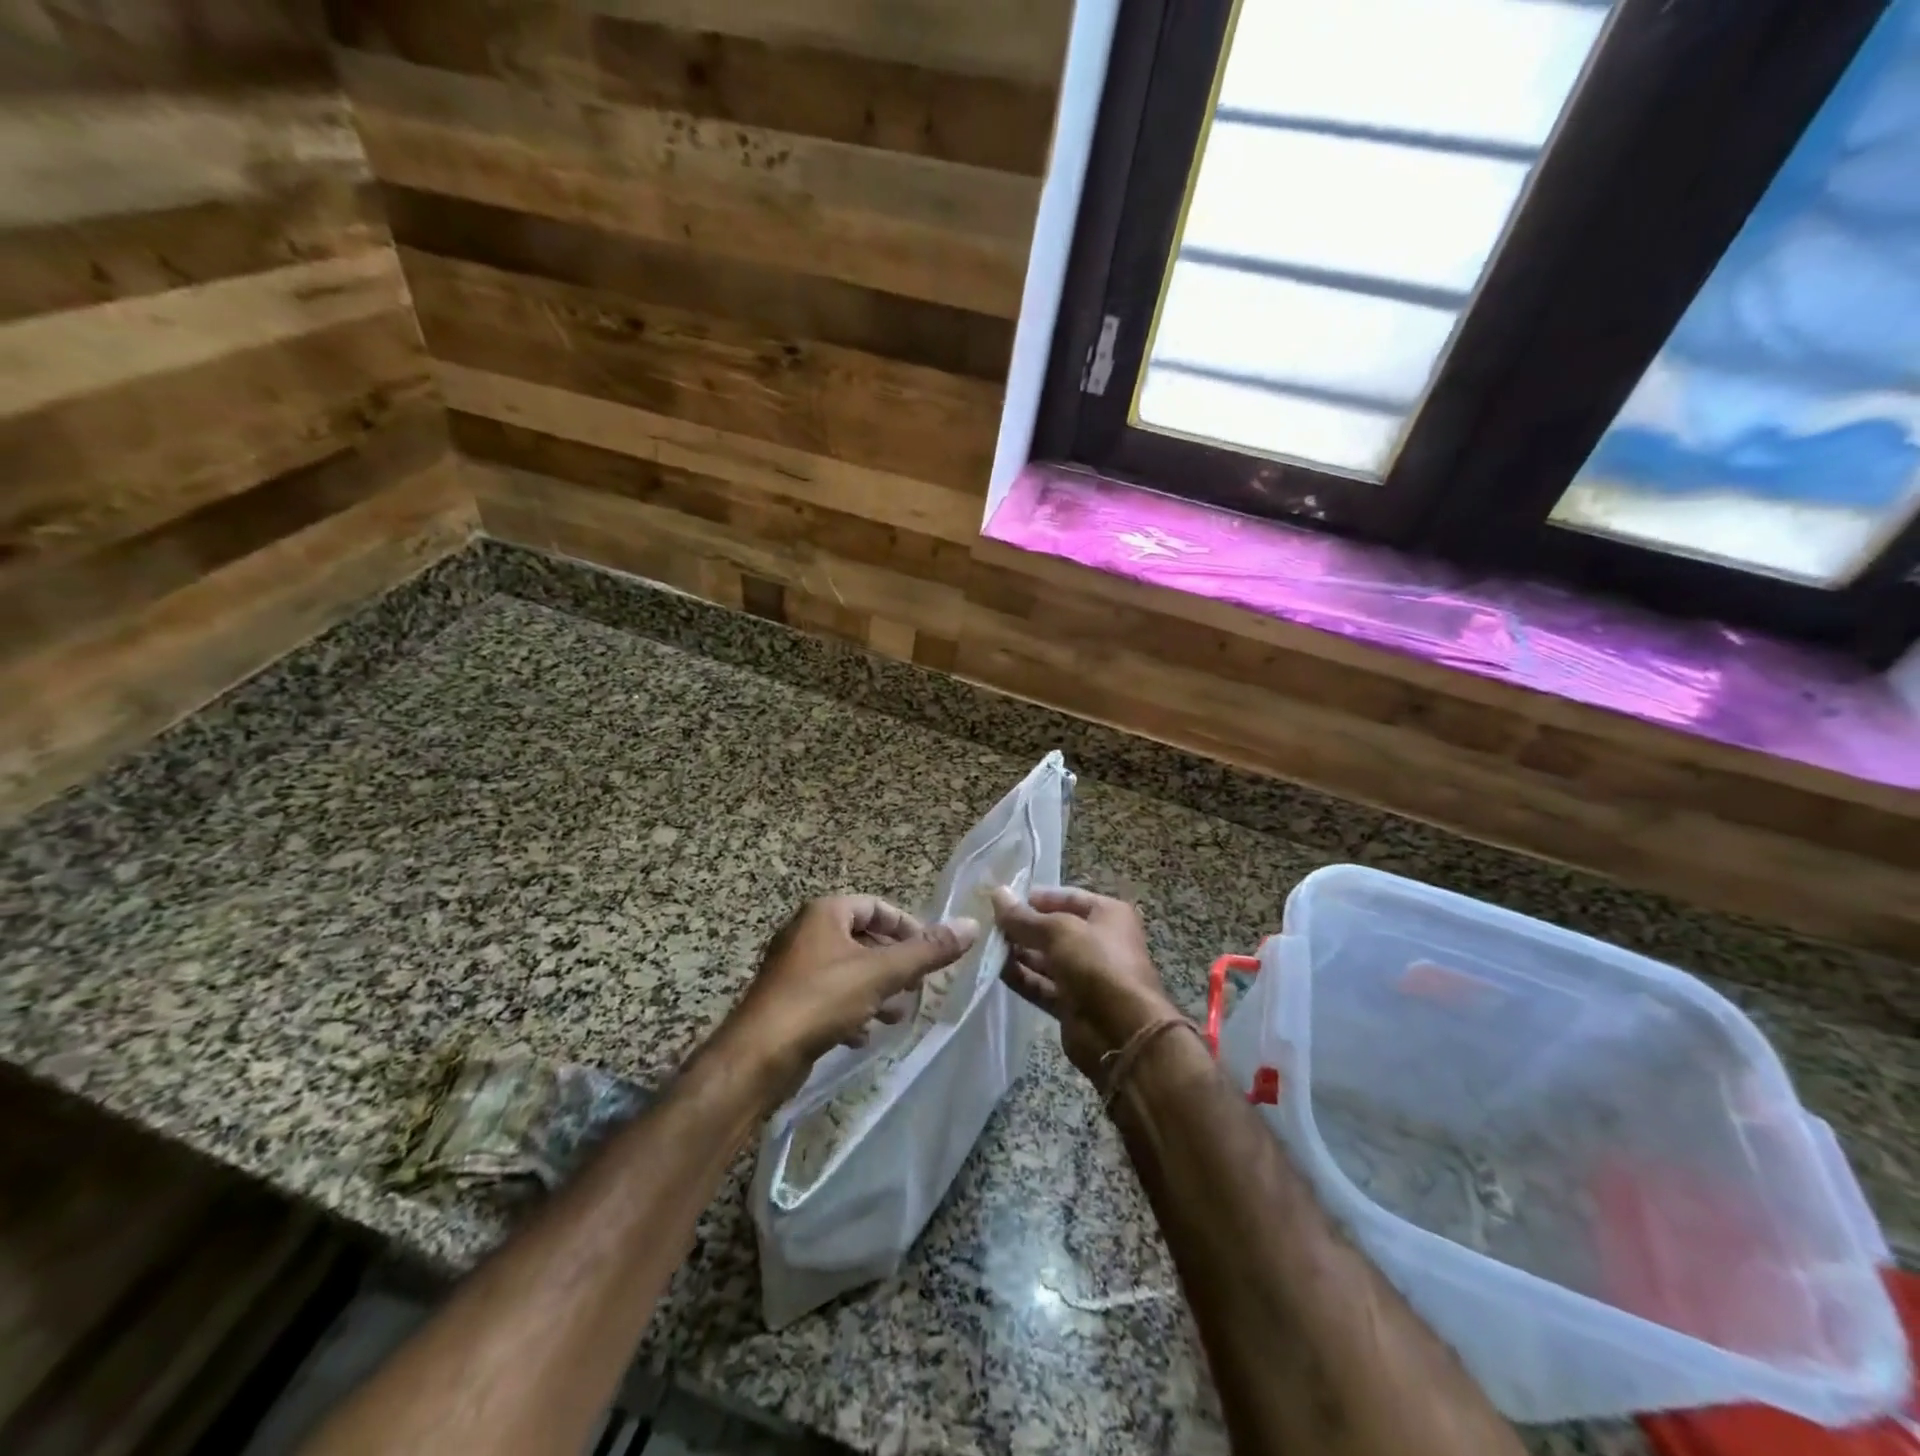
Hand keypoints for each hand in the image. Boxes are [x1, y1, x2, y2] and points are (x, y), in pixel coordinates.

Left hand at [723, 895, 977, 1098]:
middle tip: (916, 987)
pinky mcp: (787, 1000)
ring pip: (848, 970)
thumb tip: (971, 925)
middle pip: (863, 939)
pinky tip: (863, 1034)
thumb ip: (927, 951)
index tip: (929, 953)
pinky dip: (851, 1009)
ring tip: (896, 1014)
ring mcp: (794, 967)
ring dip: (876, 990)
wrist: (758, 1055)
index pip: (876, 907)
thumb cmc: (821, 999)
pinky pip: (829, 995)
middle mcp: (806, 932)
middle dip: (894, 964)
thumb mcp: (881, 973)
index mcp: (825, 912)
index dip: (907, 927)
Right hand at [990, 887, 1176, 1081]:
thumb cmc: (1096, 964)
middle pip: (1054, 929)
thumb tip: (998, 893)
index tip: (1003, 900)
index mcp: (1107, 915)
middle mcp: (1098, 942)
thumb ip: (1024, 917)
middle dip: (1023, 927)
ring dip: (1019, 953)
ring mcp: (1085, 975)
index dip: (1035, 898)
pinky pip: (1042, 985)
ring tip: (987, 945)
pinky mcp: (1072, 1004)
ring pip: (1046, 959)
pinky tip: (996, 970)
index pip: (1066, 897)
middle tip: (989, 924)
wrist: (1122, 1032)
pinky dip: (1022, 978)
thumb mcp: (1058, 931)